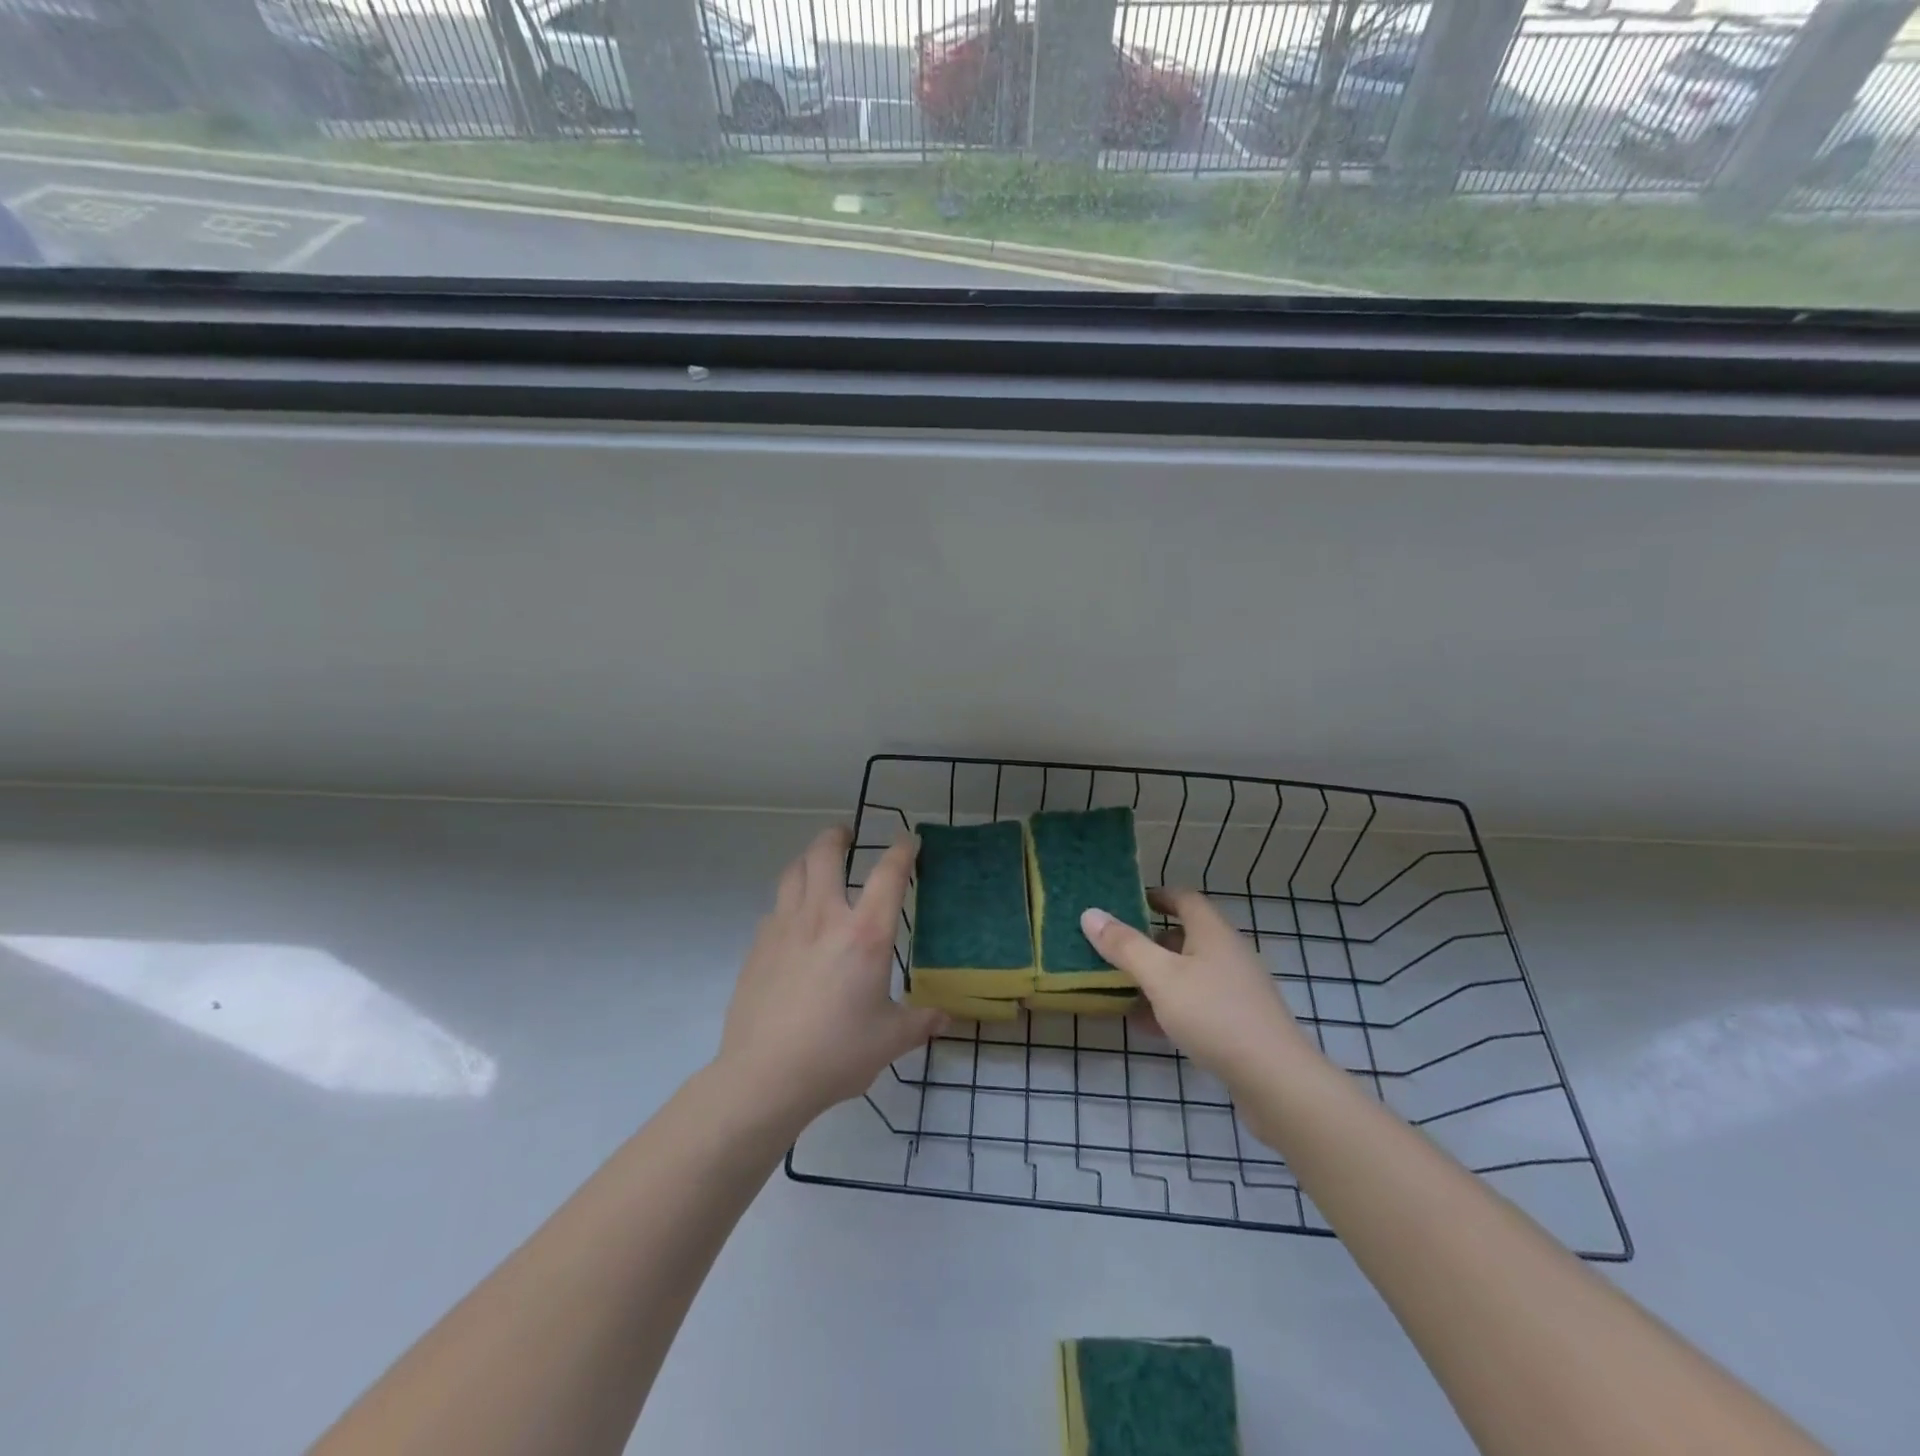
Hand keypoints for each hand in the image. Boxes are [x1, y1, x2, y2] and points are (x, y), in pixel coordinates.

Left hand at [717, 827, 945, 1126]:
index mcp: (865, 935)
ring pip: (793, 872)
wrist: (763, 1076)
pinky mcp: (758, 945)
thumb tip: (944, 1018)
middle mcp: (824, 917)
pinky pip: (776, 906)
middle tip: (847, 835)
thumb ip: (920, 1022)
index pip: (889, 874)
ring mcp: (784, 927)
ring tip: (817, 865)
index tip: (908, 841)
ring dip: (808, 859)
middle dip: (838, 836)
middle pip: (825, 854)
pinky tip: (795, 922)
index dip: (902, 850)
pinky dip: (790, 900)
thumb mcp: (890, 1040)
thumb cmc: (836, 1054)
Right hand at [1080, 889, 1309, 1086]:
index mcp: (1213, 933)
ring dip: (1156, 978)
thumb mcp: (1161, 977)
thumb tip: (1090, 913)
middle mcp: (1227, 954)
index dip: (1155, 896)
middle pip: (1184, 936)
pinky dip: (1170, 1007)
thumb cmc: (1214, 1015)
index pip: (1184, 899)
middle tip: (1113, 949)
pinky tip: (1146, 1026)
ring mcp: (1236, 990)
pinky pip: (1196, 1004)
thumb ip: (1125, 946)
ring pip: (1188, 973)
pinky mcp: (1238, 1023)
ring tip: (1120, 989)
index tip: (1124, 903)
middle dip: (1148, 941)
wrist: (1275, 1081)